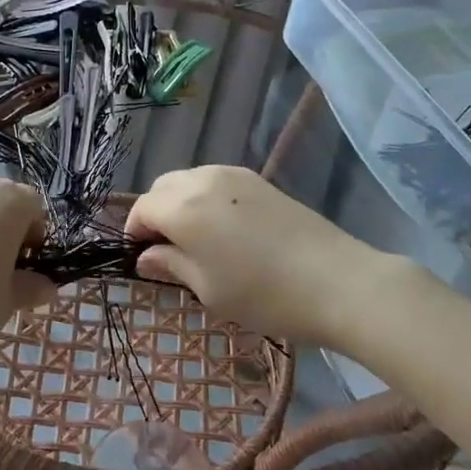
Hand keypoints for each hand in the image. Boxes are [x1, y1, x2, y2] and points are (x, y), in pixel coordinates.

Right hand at [124, 166, 398, 348]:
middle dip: (155, 213)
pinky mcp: (258, 180)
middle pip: (162, 187)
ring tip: (195, 240)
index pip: (142, 209)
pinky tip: (223, 229)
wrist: (336, 280)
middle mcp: (202, 180)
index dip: (134, 233)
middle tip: (166, 251)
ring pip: (189, 180)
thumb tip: (146, 257)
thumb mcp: (208, 289)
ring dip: (180, 203)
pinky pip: (215, 181)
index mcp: (182, 208)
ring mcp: (233, 175)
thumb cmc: (263, 294)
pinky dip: (205, 198)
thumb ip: (171, 266)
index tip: (141, 260)